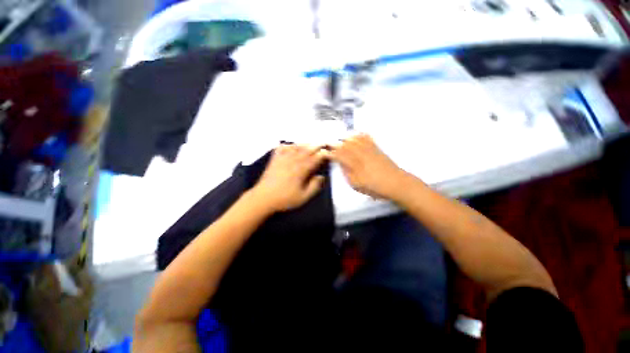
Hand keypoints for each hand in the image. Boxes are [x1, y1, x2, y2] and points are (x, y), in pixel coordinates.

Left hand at [250, 144, 326, 212]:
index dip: (322, 154)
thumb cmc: (284, 199)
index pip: (314, 159)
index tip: (328, 151)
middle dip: (316, 146)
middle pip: (306, 150)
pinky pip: (281, 148)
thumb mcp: (303, 197)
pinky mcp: (274, 160)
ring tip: (310, 143)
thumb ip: (314, 186)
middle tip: (323, 143)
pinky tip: (291, 145)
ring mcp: (282, 159)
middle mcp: (292, 161)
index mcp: (300, 170)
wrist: (263, 198)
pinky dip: (287, 145)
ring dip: (304, 144)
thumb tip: (321, 176)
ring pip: (295, 147)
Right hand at [328, 134, 409, 199]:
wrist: (396, 183)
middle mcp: (360, 153)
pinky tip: (356, 134)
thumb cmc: (375, 187)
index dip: (331, 153)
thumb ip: (347, 173)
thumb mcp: (356, 184)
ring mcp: (369, 149)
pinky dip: (359, 134)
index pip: (339, 155)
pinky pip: (367, 137)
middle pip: (345, 144)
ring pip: (354, 139)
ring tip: (339, 138)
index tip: (324, 153)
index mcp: (354, 163)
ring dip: (345, 138)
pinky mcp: (376, 148)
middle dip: (336, 143)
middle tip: (329, 143)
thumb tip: (341, 164)